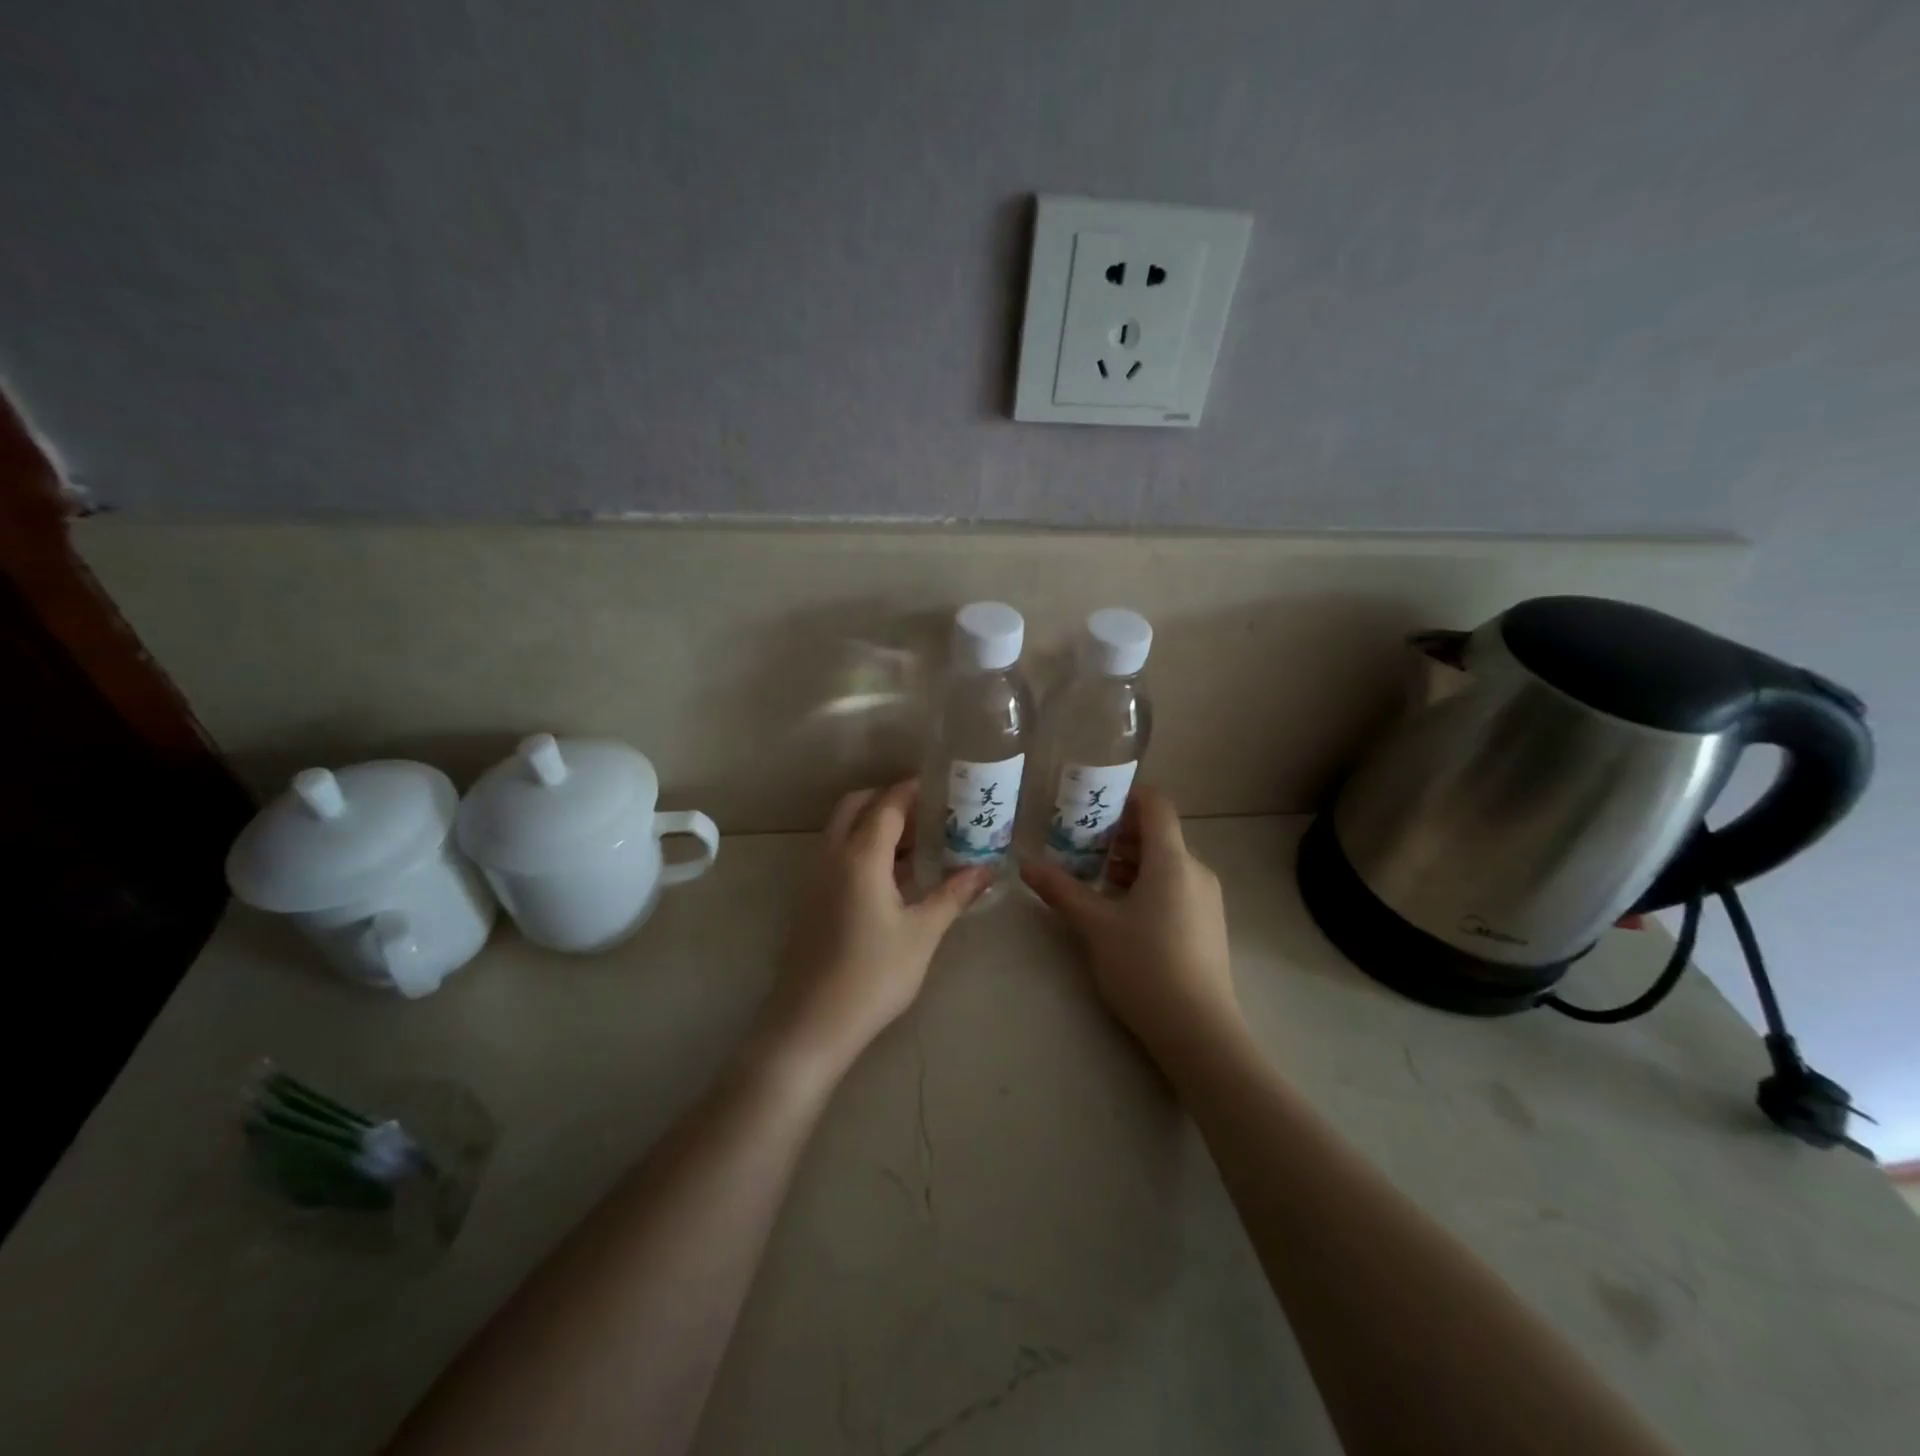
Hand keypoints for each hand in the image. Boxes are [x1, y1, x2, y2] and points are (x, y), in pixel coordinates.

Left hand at [756, 780, 989, 1082]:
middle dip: (889, 799)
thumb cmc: (874, 975)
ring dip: (874, 824)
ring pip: (842, 829)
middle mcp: (832, 856)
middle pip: (857, 806)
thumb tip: (987, 870)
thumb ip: (953, 895)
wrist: (811, 1023)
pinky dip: (862, 847)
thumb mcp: (922, 933)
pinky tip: (892, 876)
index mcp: (860, 856)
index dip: (913, 791)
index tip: (942, 787)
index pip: (888, 805)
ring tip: (917, 841)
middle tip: (927, 812)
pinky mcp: (811, 899)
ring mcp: (815, 877)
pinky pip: (837, 854)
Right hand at [1020, 786, 1238, 1066]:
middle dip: (1120, 834)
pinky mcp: (1209, 924)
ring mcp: (1207, 899)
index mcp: (1172, 861)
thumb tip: (1026, 864)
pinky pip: (1177, 886)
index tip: (1092, 803)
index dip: (1126, 795)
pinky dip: (1148, 884)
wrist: (1199, 1031)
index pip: (1156, 805)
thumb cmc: (1144, 967)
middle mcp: (1196, 871)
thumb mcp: (1095, 926)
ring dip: (1131, 862)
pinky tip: (1122, 912)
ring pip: (1167, 863)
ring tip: (1096, 881)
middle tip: (1081, 846)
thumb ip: (1061, 890)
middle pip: (1159, 834)